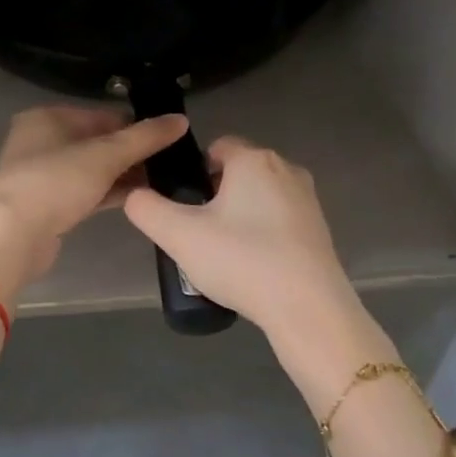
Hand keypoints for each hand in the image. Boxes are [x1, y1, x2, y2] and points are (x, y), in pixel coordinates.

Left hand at [0, 106, 188, 286]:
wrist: (14, 235)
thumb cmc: (56, 182)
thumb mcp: (105, 155)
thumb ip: (144, 137)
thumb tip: (181, 119)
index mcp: (47, 118)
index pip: (102, 115)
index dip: (135, 126)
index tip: (167, 140)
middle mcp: (40, 141)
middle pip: (96, 142)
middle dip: (131, 153)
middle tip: (168, 163)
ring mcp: (42, 175)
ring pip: (91, 169)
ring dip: (122, 175)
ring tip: (161, 181)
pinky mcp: (47, 204)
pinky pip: (85, 191)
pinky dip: (108, 192)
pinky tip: (138, 198)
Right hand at [123, 136, 362, 344]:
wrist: (307, 308)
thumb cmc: (241, 260)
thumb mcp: (178, 235)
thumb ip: (146, 208)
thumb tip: (135, 196)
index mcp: (253, 160)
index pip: (216, 147)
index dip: (193, 172)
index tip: (182, 206)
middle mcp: (285, 169)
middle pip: (238, 172)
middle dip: (215, 196)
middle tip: (197, 233)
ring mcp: (307, 200)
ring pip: (259, 197)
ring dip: (239, 216)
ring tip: (222, 254)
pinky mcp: (320, 229)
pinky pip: (279, 221)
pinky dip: (262, 235)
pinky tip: (251, 267)